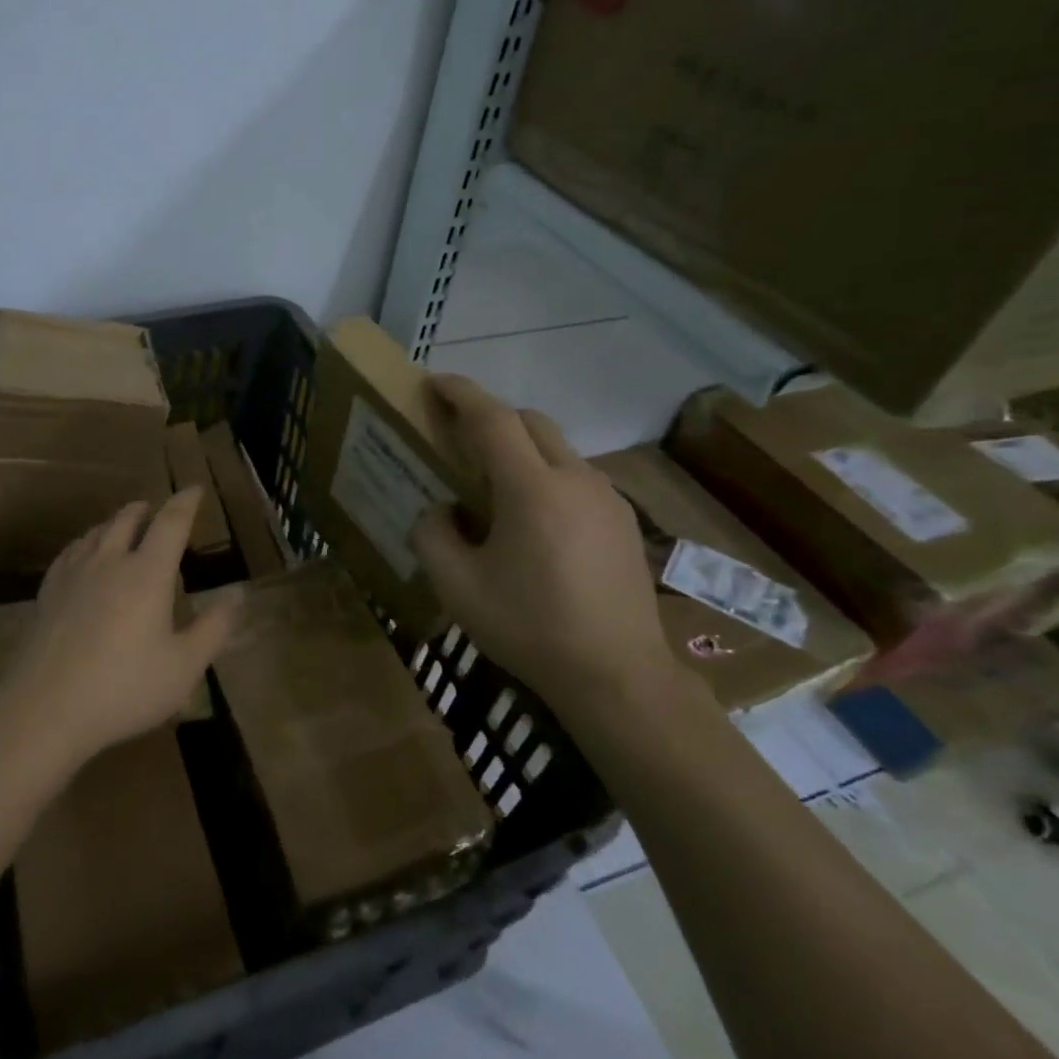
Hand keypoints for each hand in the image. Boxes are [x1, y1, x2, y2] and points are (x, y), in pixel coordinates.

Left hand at [0, 488, 238, 769]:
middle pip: (128, 519)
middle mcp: (110, 561)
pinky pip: (70, 552)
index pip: (171, 523)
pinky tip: (82, 554)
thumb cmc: (124, 688)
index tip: (194, 488)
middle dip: (146, 509)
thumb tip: (238, 593)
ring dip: (114, 522)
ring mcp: (74, 574)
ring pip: (96, 532)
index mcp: (148, 573)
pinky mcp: (48, 592)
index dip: (185, 502)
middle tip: (155, 508)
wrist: (44, 708)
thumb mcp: (183, 666)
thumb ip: (214, 627)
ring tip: (122, 525)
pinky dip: (85, 543)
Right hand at [409, 374, 674, 706]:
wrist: (619, 677)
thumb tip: (439, 511)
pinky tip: (535, 521)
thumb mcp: (458, 588)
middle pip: (530, 421)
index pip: (492, 418)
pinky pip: (577, 477)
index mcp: (532, 489)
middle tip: (458, 438)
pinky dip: (546, 475)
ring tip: (494, 486)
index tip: (434, 382)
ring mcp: (607, 498)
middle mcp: (575, 479)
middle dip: (491, 416)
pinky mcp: (625, 520)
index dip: (461, 393)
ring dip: (521, 448)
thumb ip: (432, 536)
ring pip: (557, 448)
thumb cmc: (530, 628)